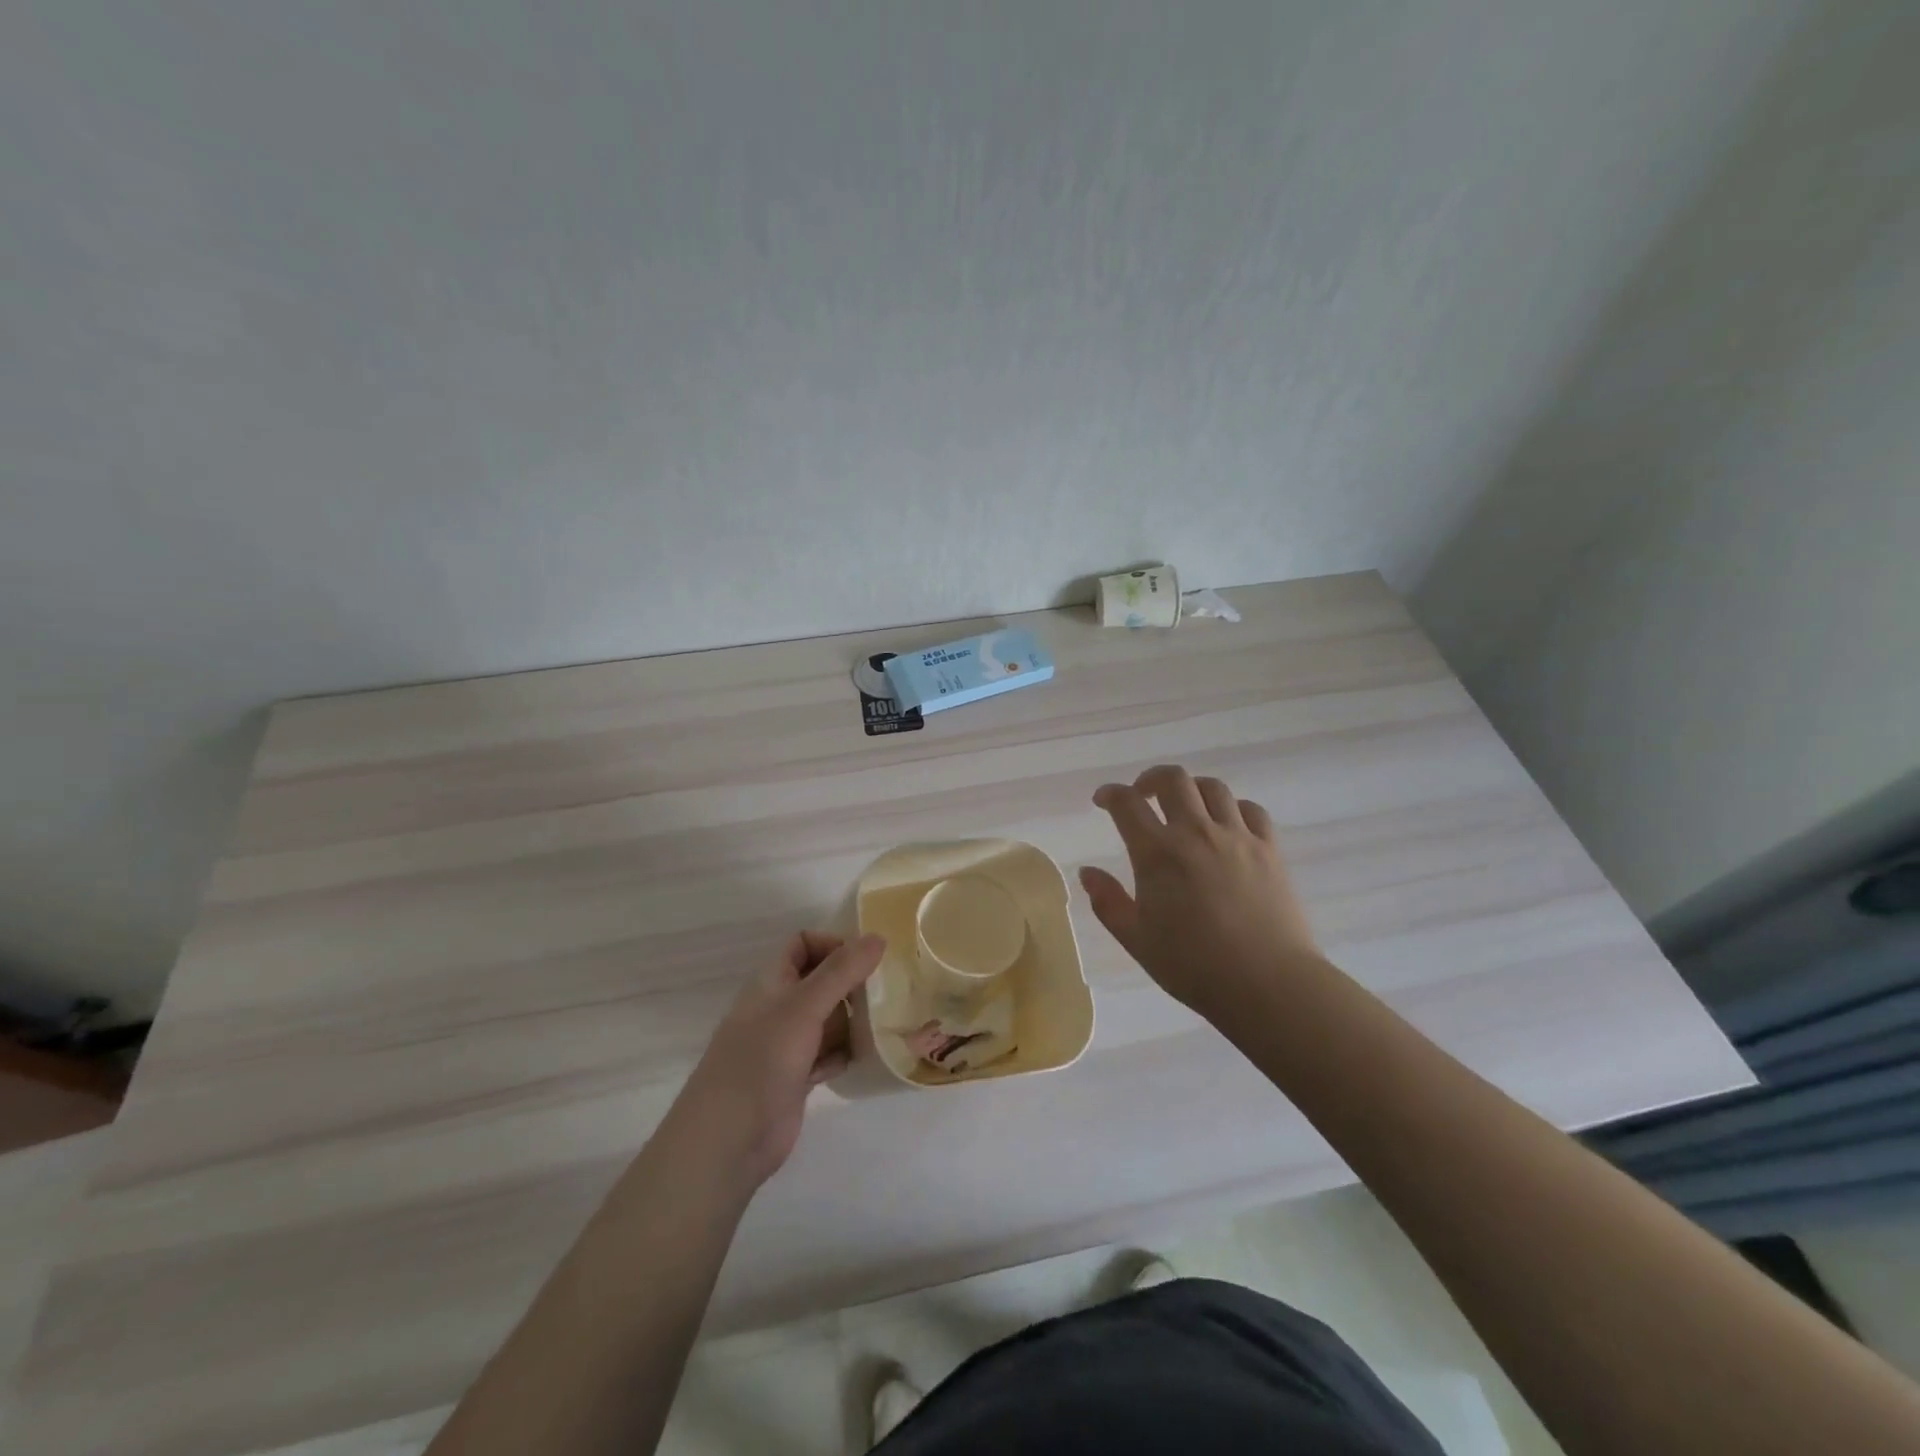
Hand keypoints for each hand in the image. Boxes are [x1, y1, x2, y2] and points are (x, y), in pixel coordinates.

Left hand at [669, 931, 885, 1192]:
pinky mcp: (796, 1077)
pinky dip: (844, 1053)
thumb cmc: (763, 1059)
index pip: (804, 944)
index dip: (833, 945)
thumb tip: (878, 936)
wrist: (729, 1139)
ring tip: (883, 1024)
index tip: (867, 960)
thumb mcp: (804, 1006)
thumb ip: (841, 971)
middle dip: (851, 984)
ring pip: (828, 1019)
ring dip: (853, 1021)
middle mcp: (779, 1007)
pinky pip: (828, 1053)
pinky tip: (862, 1058)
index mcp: (772, 981)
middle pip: (821, 981)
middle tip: (887, 992)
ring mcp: (787, 1044)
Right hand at [1079, 765, 1320, 1018]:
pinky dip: (1233, 809)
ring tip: (1185, 807)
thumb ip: (1108, 902)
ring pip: (1213, 788)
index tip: (1102, 800)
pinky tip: (1227, 826)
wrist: (1268, 984)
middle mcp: (1196, 833)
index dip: (1110, 794)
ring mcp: (1237, 837)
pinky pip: (1251, 810)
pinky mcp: (1269, 849)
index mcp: (1157, 853)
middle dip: (1150, 779)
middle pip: (1173, 780)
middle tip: (1143, 795)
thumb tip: (1088, 872)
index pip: (1127, 804)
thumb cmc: (1193, 966)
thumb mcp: (1137, 940)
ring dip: (1191, 789)